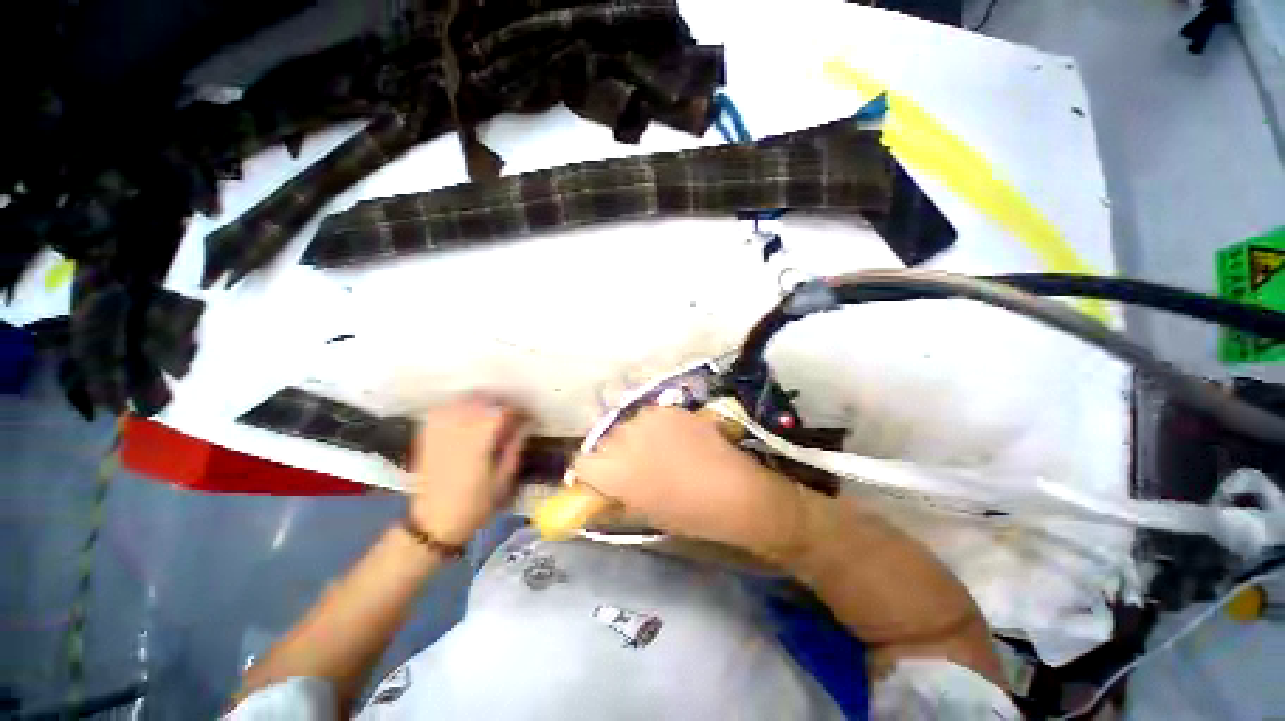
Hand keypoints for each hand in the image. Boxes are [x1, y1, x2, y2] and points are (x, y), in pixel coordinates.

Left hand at [408, 396, 529, 545]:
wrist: (433, 524)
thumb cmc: (475, 504)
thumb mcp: (503, 477)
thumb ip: (515, 445)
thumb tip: (528, 423)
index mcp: (479, 440)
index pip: (502, 410)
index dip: (518, 409)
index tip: (529, 416)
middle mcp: (457, 429)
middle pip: (482, 400)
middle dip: (500, 402)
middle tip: (513, 413)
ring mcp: (439, 431)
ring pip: (461, 401)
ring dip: (480, 401)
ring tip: (492, 411)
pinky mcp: (427, 436)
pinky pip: (442, 410)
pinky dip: (457, 406)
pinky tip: (466, 413)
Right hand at [570, 406, 804, 560]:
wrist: (734, 490)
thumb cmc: (687, 513)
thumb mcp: (643, 513)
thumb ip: (613, 500)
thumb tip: (598, 494)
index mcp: (613, 469)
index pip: (581, 464)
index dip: (589, 475)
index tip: (599, 483)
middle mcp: (624, 436)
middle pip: (603, 441)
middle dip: (612, 455)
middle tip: (630, 469)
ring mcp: (648, 417)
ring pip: (626, 425)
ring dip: (633, 438)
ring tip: (654, 453)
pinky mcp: (669, 408)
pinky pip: (649, 417)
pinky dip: (653, 428)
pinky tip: (673, 440)